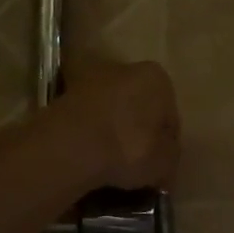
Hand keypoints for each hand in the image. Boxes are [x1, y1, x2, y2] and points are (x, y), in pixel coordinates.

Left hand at [59, 60, 179, 189]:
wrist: (71, 147)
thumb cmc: (130, 148)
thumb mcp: (165, 162)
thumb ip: (170, 157)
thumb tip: (165, 161)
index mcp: (157, 78)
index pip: (169, 115)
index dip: (166, 142)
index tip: (160, 163)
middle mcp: (125, 69)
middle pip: (139, 106)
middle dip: (139, 130)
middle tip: (137, 162)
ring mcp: (91, 80)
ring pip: (111, 111)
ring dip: (113, 131)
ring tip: (111, 162)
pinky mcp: (63, 96)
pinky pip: (88, 120)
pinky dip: (91, 134)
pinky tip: (91, 156)